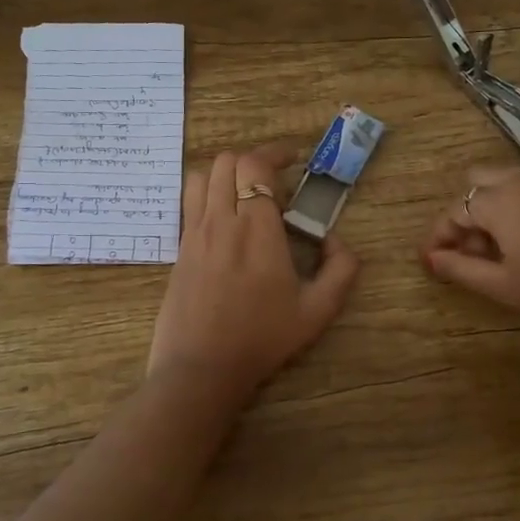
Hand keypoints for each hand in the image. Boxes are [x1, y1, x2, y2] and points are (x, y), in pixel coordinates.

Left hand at [147, 141, 360, 396]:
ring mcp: (194, 233)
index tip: (293, 159)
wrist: (202, 368)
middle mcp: (221, 220)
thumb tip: (337, 240)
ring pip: (201, 176)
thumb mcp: (317, 311)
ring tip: (244, 193)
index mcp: (257, 229)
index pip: (256, 166)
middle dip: (252, 160)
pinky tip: (222, 218)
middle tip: (274, 181)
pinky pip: (188, 203)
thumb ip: (340, 270)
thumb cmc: (262, 339)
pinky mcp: (179, 249)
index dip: (275, 153)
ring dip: (224, 173)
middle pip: (226, 161)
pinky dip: (205, 194)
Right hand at [420, 166, 519, 345]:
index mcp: (500, 200)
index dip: (438, 236)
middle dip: (466, 213)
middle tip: (472, 252)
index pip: (454, 210)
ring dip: (494, 206)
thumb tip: (433, 258)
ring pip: (508, 180)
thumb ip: (461, 268)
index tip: (432, 262)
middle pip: (477, 182)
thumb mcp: (505, 286)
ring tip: (504, 248)